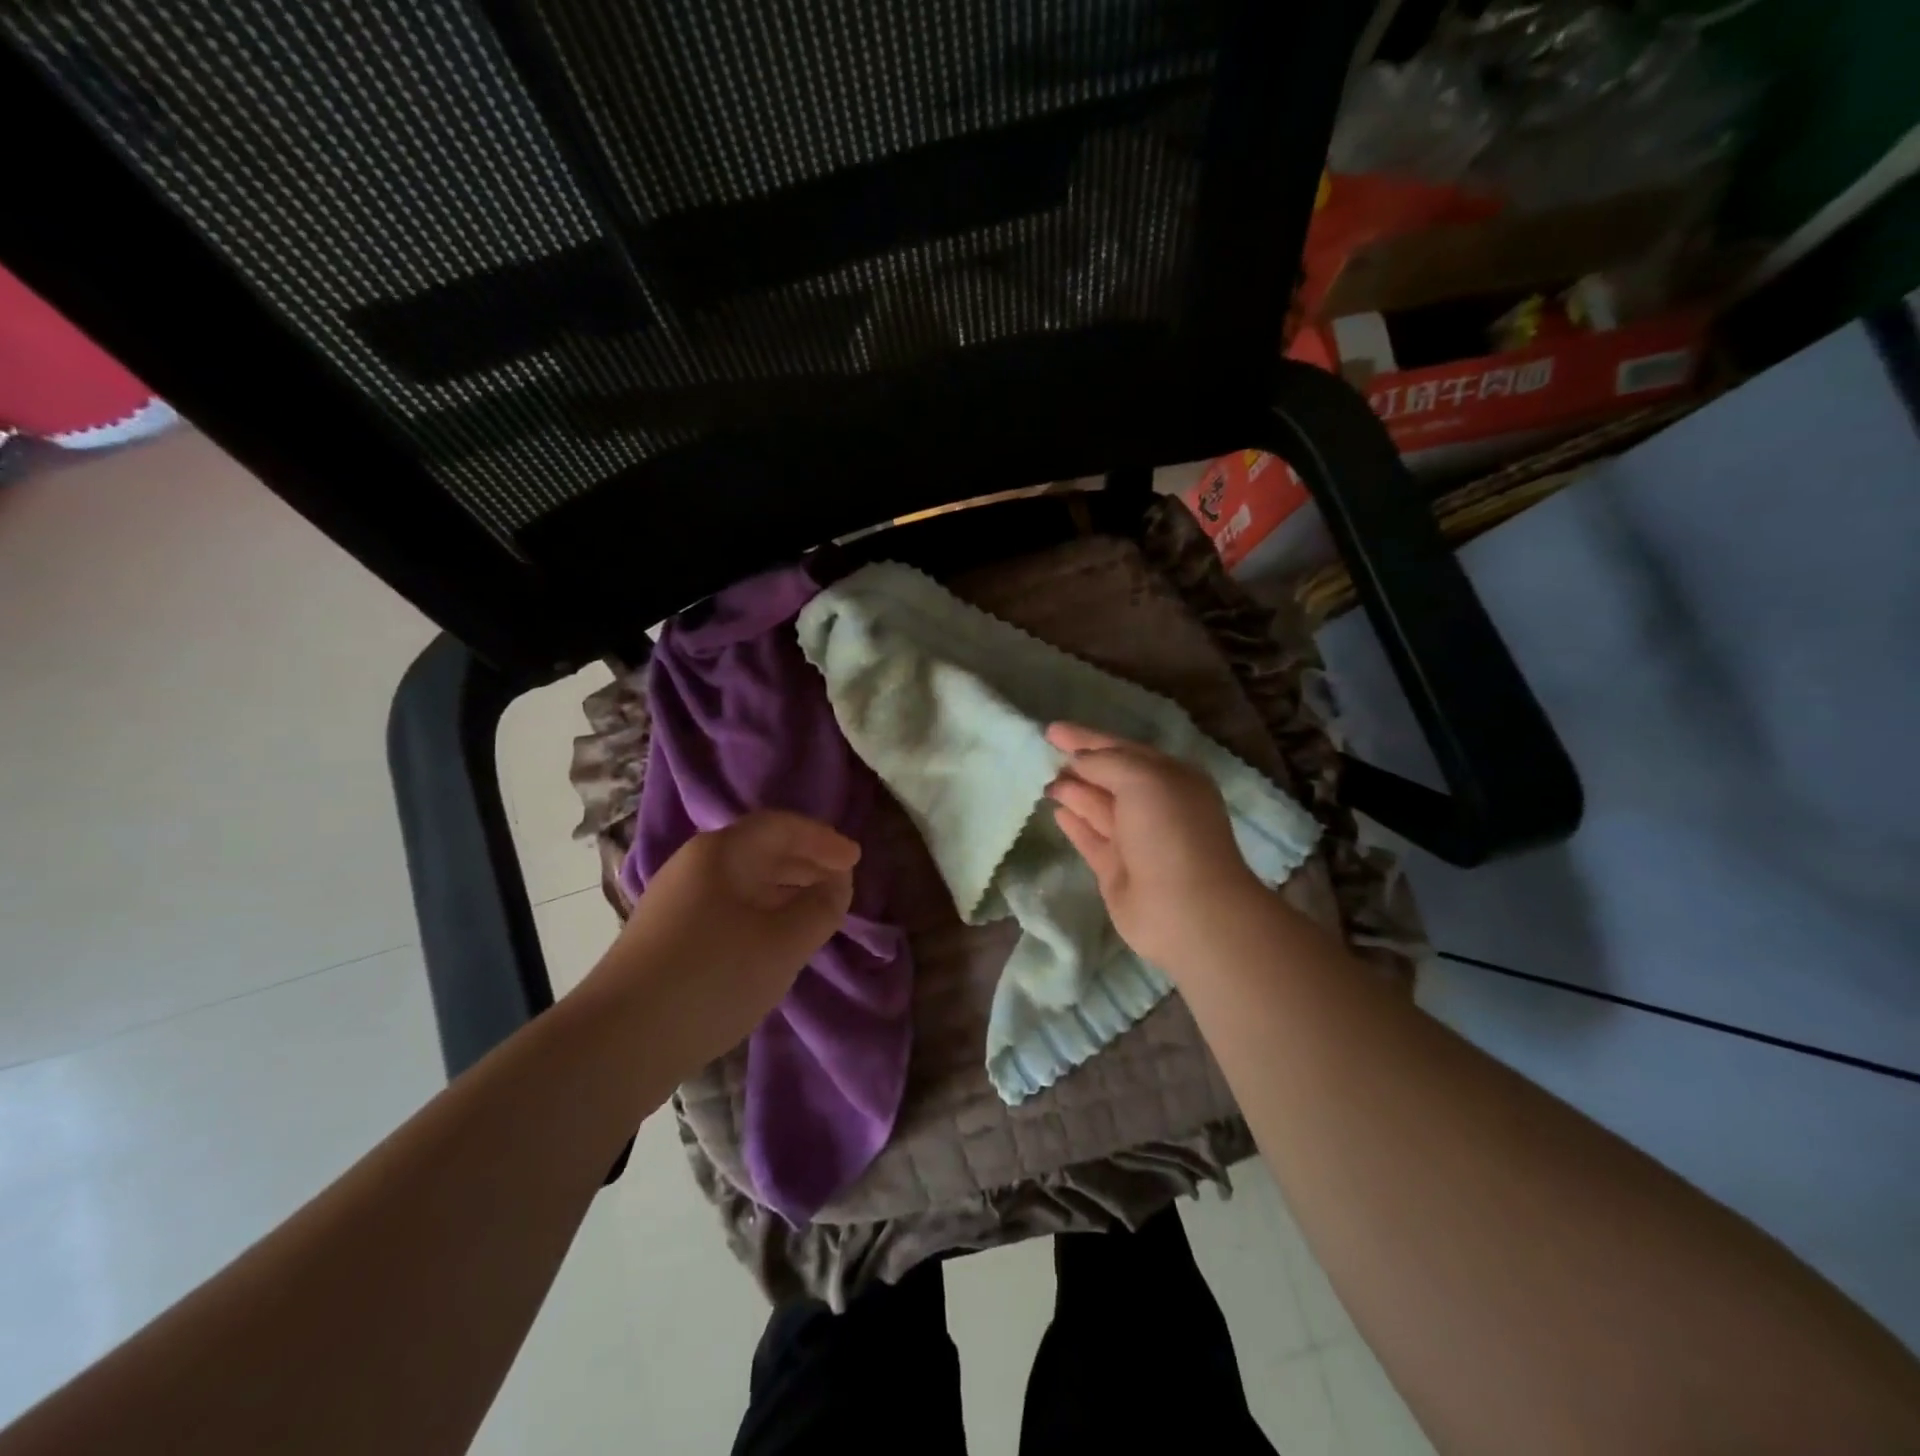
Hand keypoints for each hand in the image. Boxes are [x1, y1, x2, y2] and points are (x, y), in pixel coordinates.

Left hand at [588, 811, 859, 1070]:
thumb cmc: (712, 978)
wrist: (617, 1042)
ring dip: (785, 890)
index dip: (823, 840)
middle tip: (842, 884)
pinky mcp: (667, 936)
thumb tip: (836, 885)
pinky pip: (728, 907)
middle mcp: (695, 866)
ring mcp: (676, 902)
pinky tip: (775, 940)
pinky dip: (762, 912)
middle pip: (760, 850)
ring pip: (744, 882)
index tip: (856, 859)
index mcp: (721, 853)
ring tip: (816, 911)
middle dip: (806, 863)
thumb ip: (820, 909)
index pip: (781, 827)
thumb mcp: (782, 944)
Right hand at [1044, 722, 1266, 972]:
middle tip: (1039, 752)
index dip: (1087, 738)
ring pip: (1097, 806)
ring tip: (1039, 777)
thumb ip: (1106, 761)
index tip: (1051, 730)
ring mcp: (1134, 839)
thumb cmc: (1169, 832)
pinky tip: (1054, 810)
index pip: (1123, 749)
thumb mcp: (1142, 778)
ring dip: (1071, 790)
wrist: (1185, 909)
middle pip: (1108, 777)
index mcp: (1170, 778)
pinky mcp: (1115, 869)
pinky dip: (1073, 822)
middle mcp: (1154, 806)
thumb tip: (1077, 761)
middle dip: (1077, 764)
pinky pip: (1089, 837)